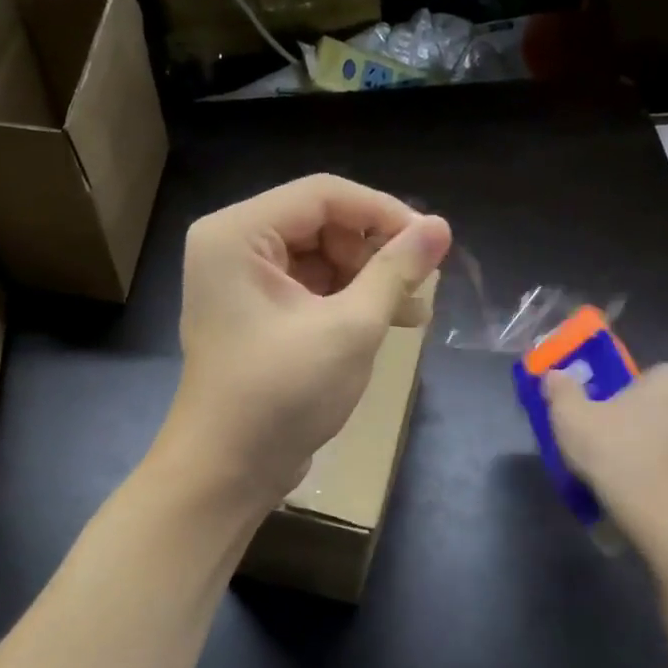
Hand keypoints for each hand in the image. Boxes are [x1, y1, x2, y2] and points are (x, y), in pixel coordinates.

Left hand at [157, 175, 450, 508]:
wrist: (227, 472)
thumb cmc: (281, 395)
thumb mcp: (349, 329)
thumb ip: (395, 271)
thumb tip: (440, 227)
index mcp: (238, 234)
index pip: (324, 195)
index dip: (384, 213)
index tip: (434, 242)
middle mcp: (232, 247)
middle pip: (321, 224)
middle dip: (375, 252)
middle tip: (422, 284)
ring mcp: (241, 284)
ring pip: (320, 258)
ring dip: (368, 280)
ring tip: (414, 311)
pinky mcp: (255, 316)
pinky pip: (309, 289)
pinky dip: (347, 302)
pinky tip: (389, 322)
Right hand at [543, 363, 667, 530]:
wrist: (663, 514)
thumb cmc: (617, 454)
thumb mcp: (571, 419)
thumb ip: (562, 391)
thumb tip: (555, 374)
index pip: (652, 377)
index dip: (628, 398)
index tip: (610, 422)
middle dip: (658, 421)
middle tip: (625, 448)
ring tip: (648, 475)